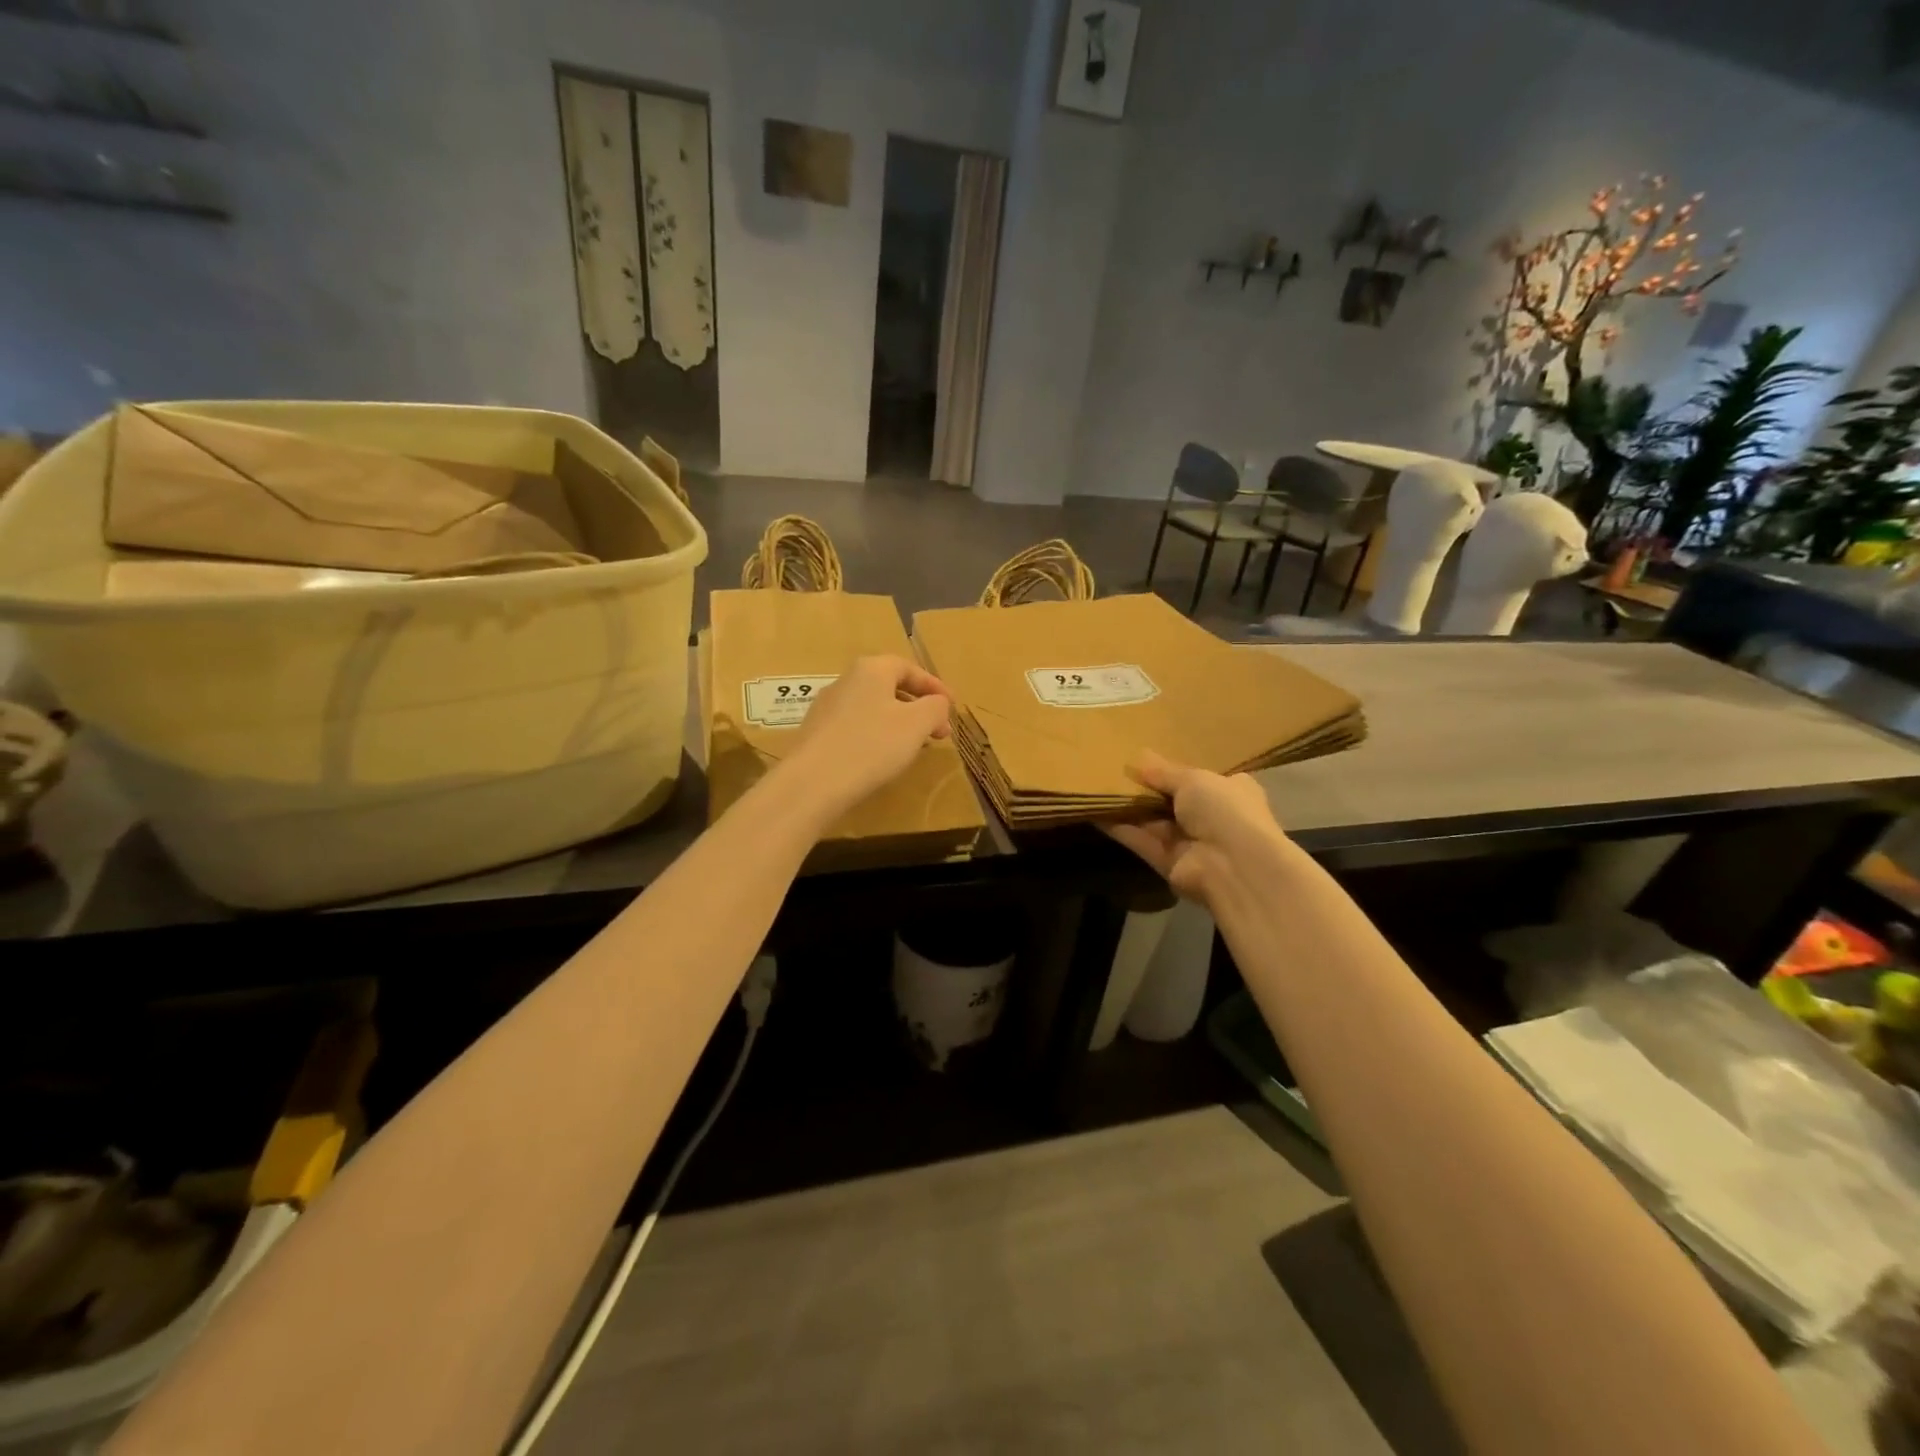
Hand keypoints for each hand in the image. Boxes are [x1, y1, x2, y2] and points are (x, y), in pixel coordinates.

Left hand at [781, 655, 952, 819]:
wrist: (812, 783)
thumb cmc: (871, 745)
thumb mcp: (916, 724)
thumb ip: (935, 708)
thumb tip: (938, 703)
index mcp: (871, 670)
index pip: (909, 668)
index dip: (934, 687)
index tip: (952, 708)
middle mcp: (846, 681)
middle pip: (890, 687)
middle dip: (918, 708)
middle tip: (938, 732)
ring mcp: (827, 707)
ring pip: (873, 708)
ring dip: (898, 723)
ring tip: (913, 747)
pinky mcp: (816, 733)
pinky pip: (855, 727)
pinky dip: (876, 736)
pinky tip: (881, 759)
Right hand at [1105, 751, 1285, 905]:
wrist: (1234, 866)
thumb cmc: (1224, 810)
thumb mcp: (1193, 779)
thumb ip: (1163, 771)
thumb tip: (1138, 757)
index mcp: (1231, 791)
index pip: (1200, 778)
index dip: (1174, 770)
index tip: (1145, 759)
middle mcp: (1213, 818)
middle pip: (1173, 800)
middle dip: (1146, 788)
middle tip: (1112, 769)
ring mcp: (1191, 844)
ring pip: (1153, 821)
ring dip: (1129, 807)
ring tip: (1097, 786)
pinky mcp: (1169, 864)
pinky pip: (1141, 841)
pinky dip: (1120, 828)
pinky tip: (1094, 811)